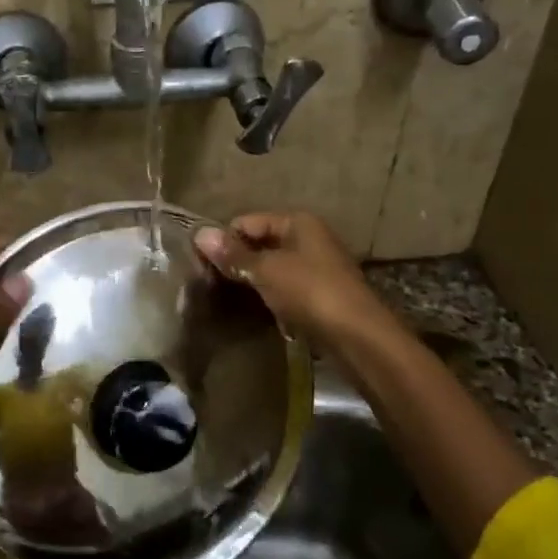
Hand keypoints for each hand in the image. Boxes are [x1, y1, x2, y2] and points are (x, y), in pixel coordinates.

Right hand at [194, 212, 384, 345]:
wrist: (358, 337)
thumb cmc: (310, 292)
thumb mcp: (266, 270)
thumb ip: (233, 254)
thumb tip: (199, 233)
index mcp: (298, 222)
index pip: (248, 222)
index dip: (224, 241)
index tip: (201, 264)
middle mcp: (309, 238)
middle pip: (261, 244)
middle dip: (237, 262)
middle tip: (210, 283)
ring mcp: (317, 267)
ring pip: (273, 269)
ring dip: (253, 283)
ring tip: (228, 299)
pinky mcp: (320, 295)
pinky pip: (285, 290)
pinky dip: (271, 299)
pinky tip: (257, 313)